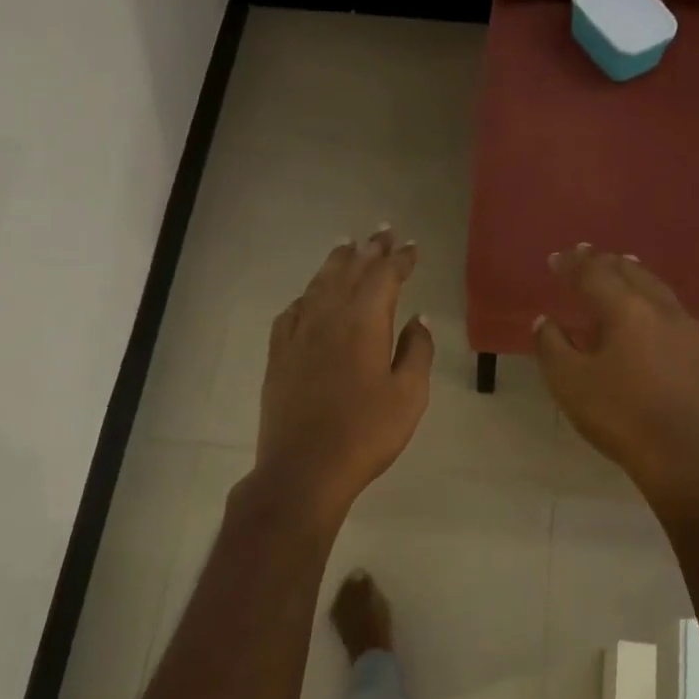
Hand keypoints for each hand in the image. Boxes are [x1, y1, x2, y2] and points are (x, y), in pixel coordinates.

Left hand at [255, 227, 433, 520]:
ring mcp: (298, 333)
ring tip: (347, 244)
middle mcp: (328, 316)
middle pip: (350, 270)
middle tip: (383, 229)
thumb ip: (417, 351)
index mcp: (364, 322)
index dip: (399, 259)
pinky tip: (310, 295)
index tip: (412, 246)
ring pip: (319, 284)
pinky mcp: (279, 354)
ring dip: (336, 261)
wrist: (304, 468)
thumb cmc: (366, 433)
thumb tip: (418, 318)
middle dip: (369, 249)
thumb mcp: (409, 395)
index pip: (384, 276)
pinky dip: (307, 294)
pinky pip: (293, 310)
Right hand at [534, 245, 698, 492]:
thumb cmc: (617, 413)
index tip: (555, 258)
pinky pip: (668, 307)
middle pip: (629, 271)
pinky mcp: (697, 350)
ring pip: (655, 286)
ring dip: (632, 274)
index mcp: (625, 309)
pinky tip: (647, 309)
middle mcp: (659, 307)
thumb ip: (551, 345)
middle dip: (604, 262)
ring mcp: (684, 327)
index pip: (593, 274)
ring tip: (620, 266)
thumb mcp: (568, 381)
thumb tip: (545, 321)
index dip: (571, 264)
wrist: (679, 451)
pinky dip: (649, 296)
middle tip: (585, 254)